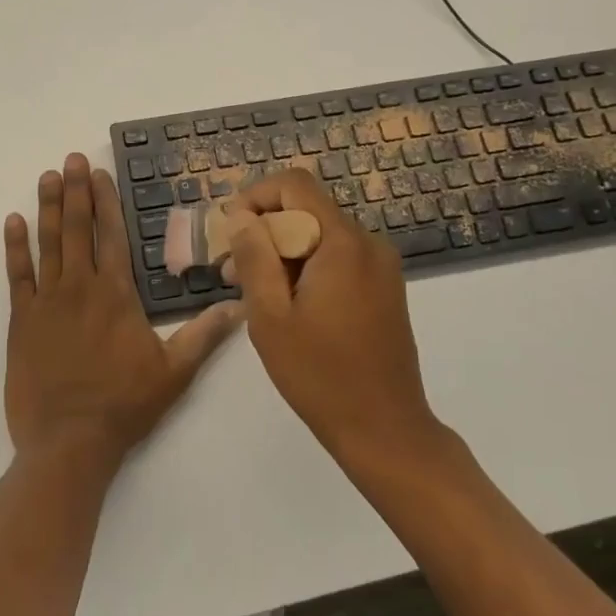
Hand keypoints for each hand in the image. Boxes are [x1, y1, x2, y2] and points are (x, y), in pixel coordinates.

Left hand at [3, 154, 243, 473]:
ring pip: (49, 243)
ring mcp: (47, 301)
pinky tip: (13, 220)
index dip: (106, 201)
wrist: (68, 442)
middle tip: (71, 159)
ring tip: (48, 176)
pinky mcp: (21, 320)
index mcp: (116, 294)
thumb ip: (204, 335)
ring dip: (49, 207)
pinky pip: (17, 275)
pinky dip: (14, 247)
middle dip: (77, 191)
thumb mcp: (175, 372)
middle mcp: (80, 287)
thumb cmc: (124, 406)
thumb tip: (239, 307)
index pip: (112, 235)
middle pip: (79, 229)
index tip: (99, 173)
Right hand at [224, 171, 438, 461]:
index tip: (230, 231)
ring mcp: (380, 265)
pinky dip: (306, 267)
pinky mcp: (383, 287)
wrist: (386, 430)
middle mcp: (368, 243)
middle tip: (230, 270)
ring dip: (282, 252)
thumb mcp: (271, 316)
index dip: (255, 196)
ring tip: (251, 290)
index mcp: (343, 243)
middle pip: (306, 210)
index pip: (295, 185)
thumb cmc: (320, 375)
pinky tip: (285, 303)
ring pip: (320, 235)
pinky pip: (337, 257)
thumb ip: (254, 257)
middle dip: (264, 231)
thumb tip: (241, 217)